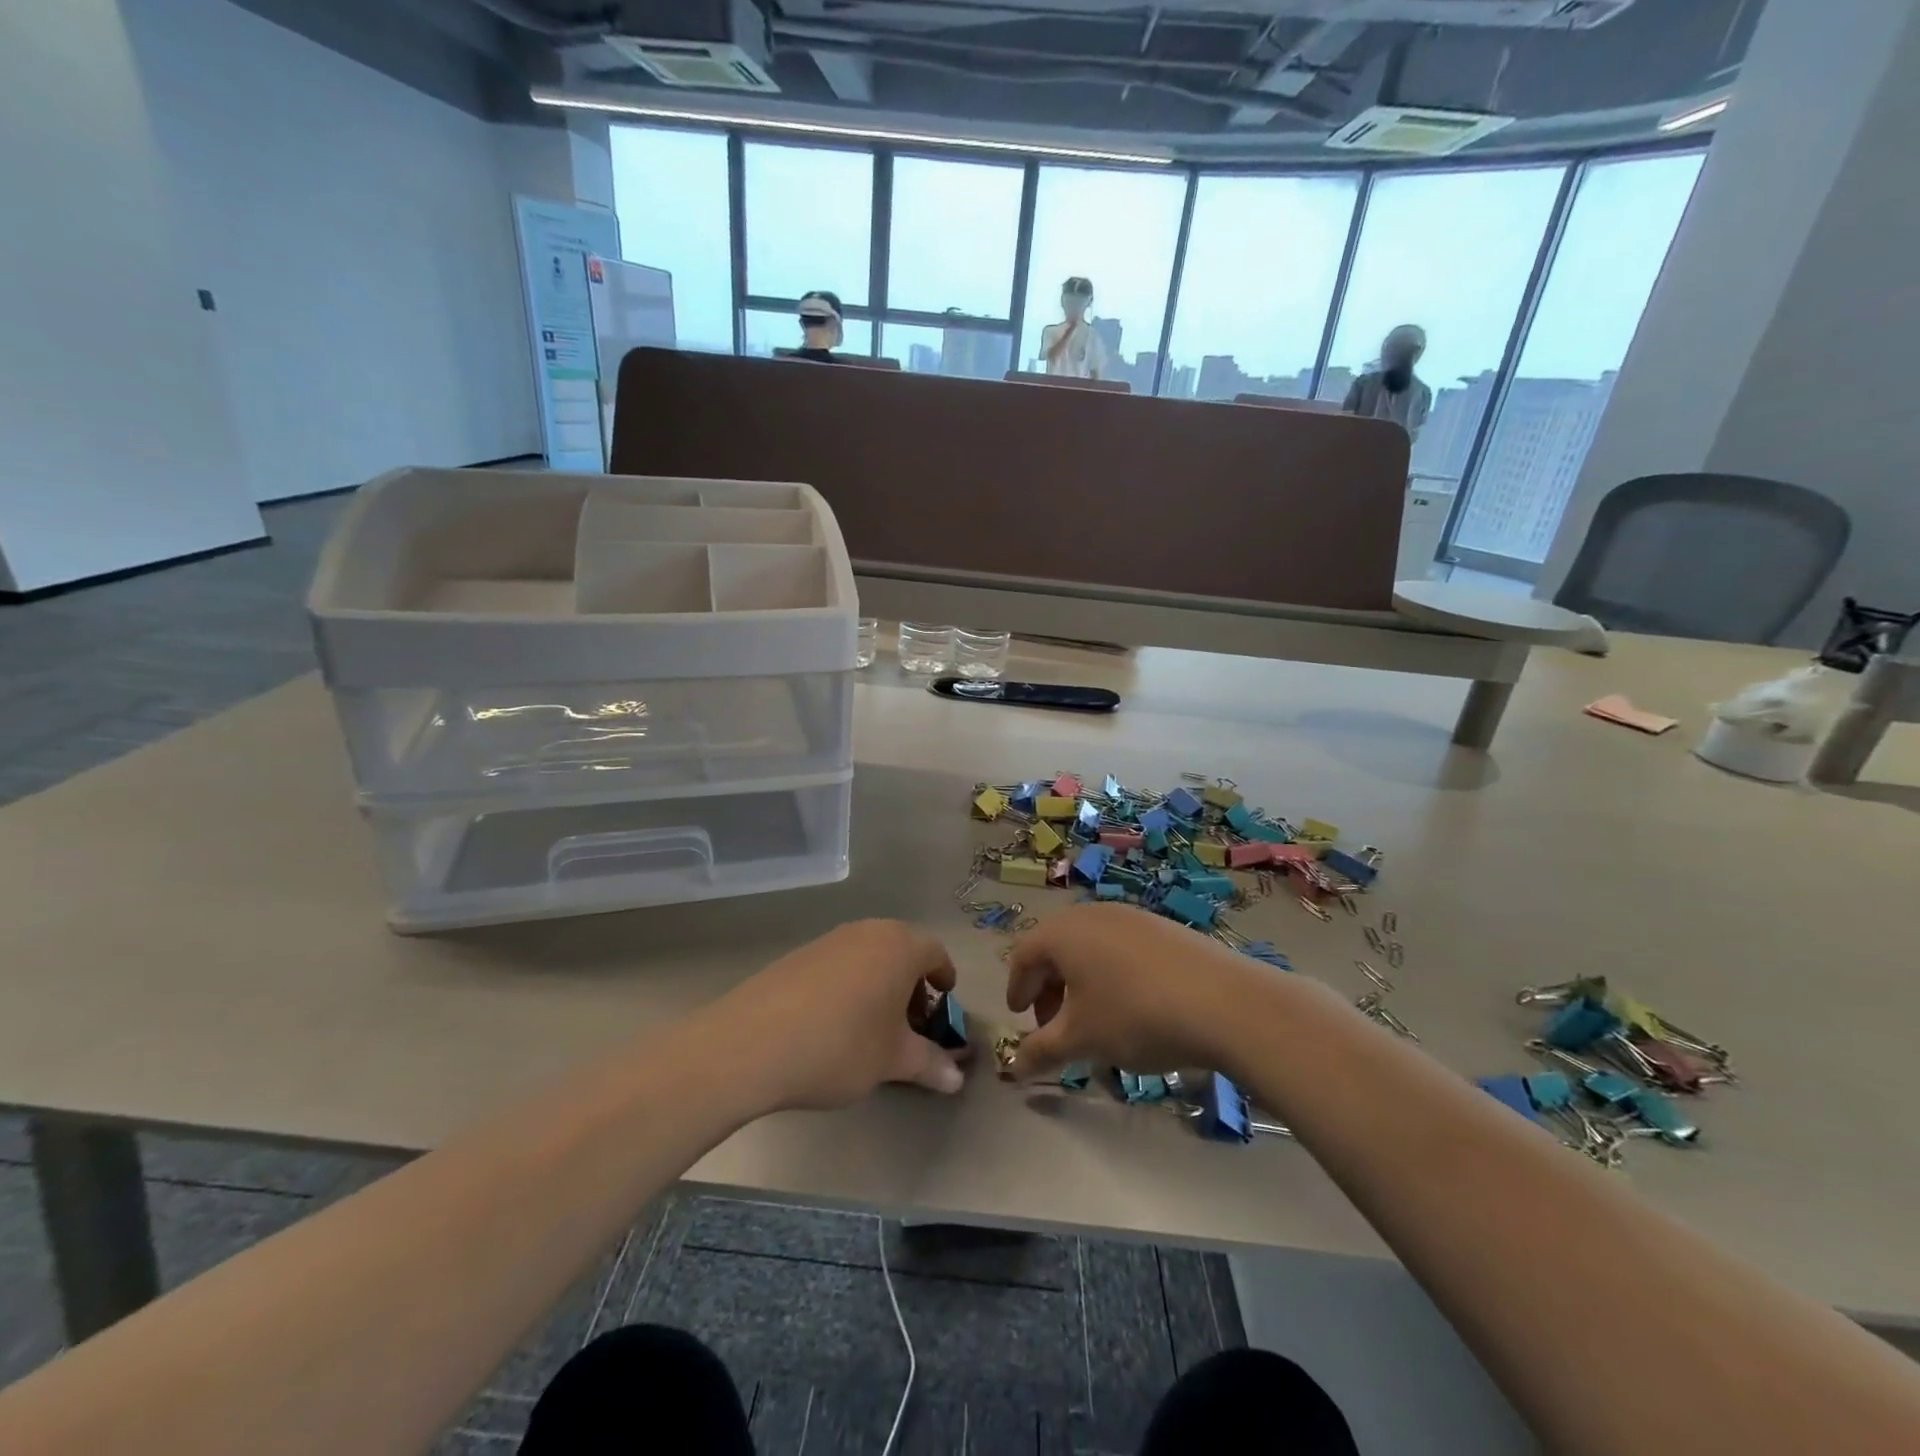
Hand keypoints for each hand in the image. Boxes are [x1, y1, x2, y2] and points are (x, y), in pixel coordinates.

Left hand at [711, 920, 967, 1112]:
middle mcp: (866, 932)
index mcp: (899, 946)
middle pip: (901, 950)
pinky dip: (848, 987)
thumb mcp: (892, 1060)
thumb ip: (929, 1064)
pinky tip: (833, 1025)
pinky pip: (838, 965)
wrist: (751, 1043)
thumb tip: (957, 1078)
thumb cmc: (841, 1045)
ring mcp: (828, 940)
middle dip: (911, 984)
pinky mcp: (797, 956)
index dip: (944, 977)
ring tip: (872, 1028)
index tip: (944, 1002)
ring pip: (868, 957)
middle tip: (911, 1023)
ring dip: (879, 985)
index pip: (934, 951)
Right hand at [1003, 905, 1255, 1080]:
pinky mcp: (1164, 928)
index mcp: (1063, 932)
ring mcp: (1132, 916)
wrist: (1224, 1003)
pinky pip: (1121, 948)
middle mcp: (1092, 914)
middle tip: (1054, 1025)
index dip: (1017, 989)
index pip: (1024, 956)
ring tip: (1094, 1020)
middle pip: (1056, 948)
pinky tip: (1132, 1007)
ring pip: (1090, 947)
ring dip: (1080, 982)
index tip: (1020, 1018)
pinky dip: (1111, 974)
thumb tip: (1014, 1067)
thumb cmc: (1135, 1016)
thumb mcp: (1082, 1039)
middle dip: (1049, 988)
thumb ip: (1041, 1051)